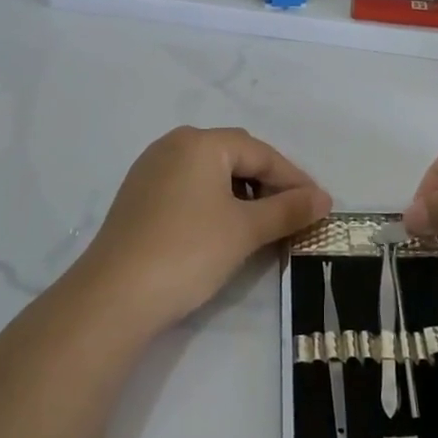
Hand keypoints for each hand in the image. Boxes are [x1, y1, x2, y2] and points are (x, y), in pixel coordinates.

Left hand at [78, 127, 331, 333]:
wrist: (114, 295)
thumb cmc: (188, 251)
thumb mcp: (246, 230)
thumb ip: (288, 209)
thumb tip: (324, 198)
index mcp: (201, 142)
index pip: (261, 153)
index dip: (294, 179)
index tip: (319, 205)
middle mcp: (173, 145)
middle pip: (235, 156)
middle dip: (268, 183)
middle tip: (294, 213)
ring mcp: (151, 170)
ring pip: (210, 172)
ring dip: (241, 193)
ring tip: (262, 223)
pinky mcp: (138, 196)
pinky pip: (188, 187)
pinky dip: (213, 202)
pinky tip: (223, 228)